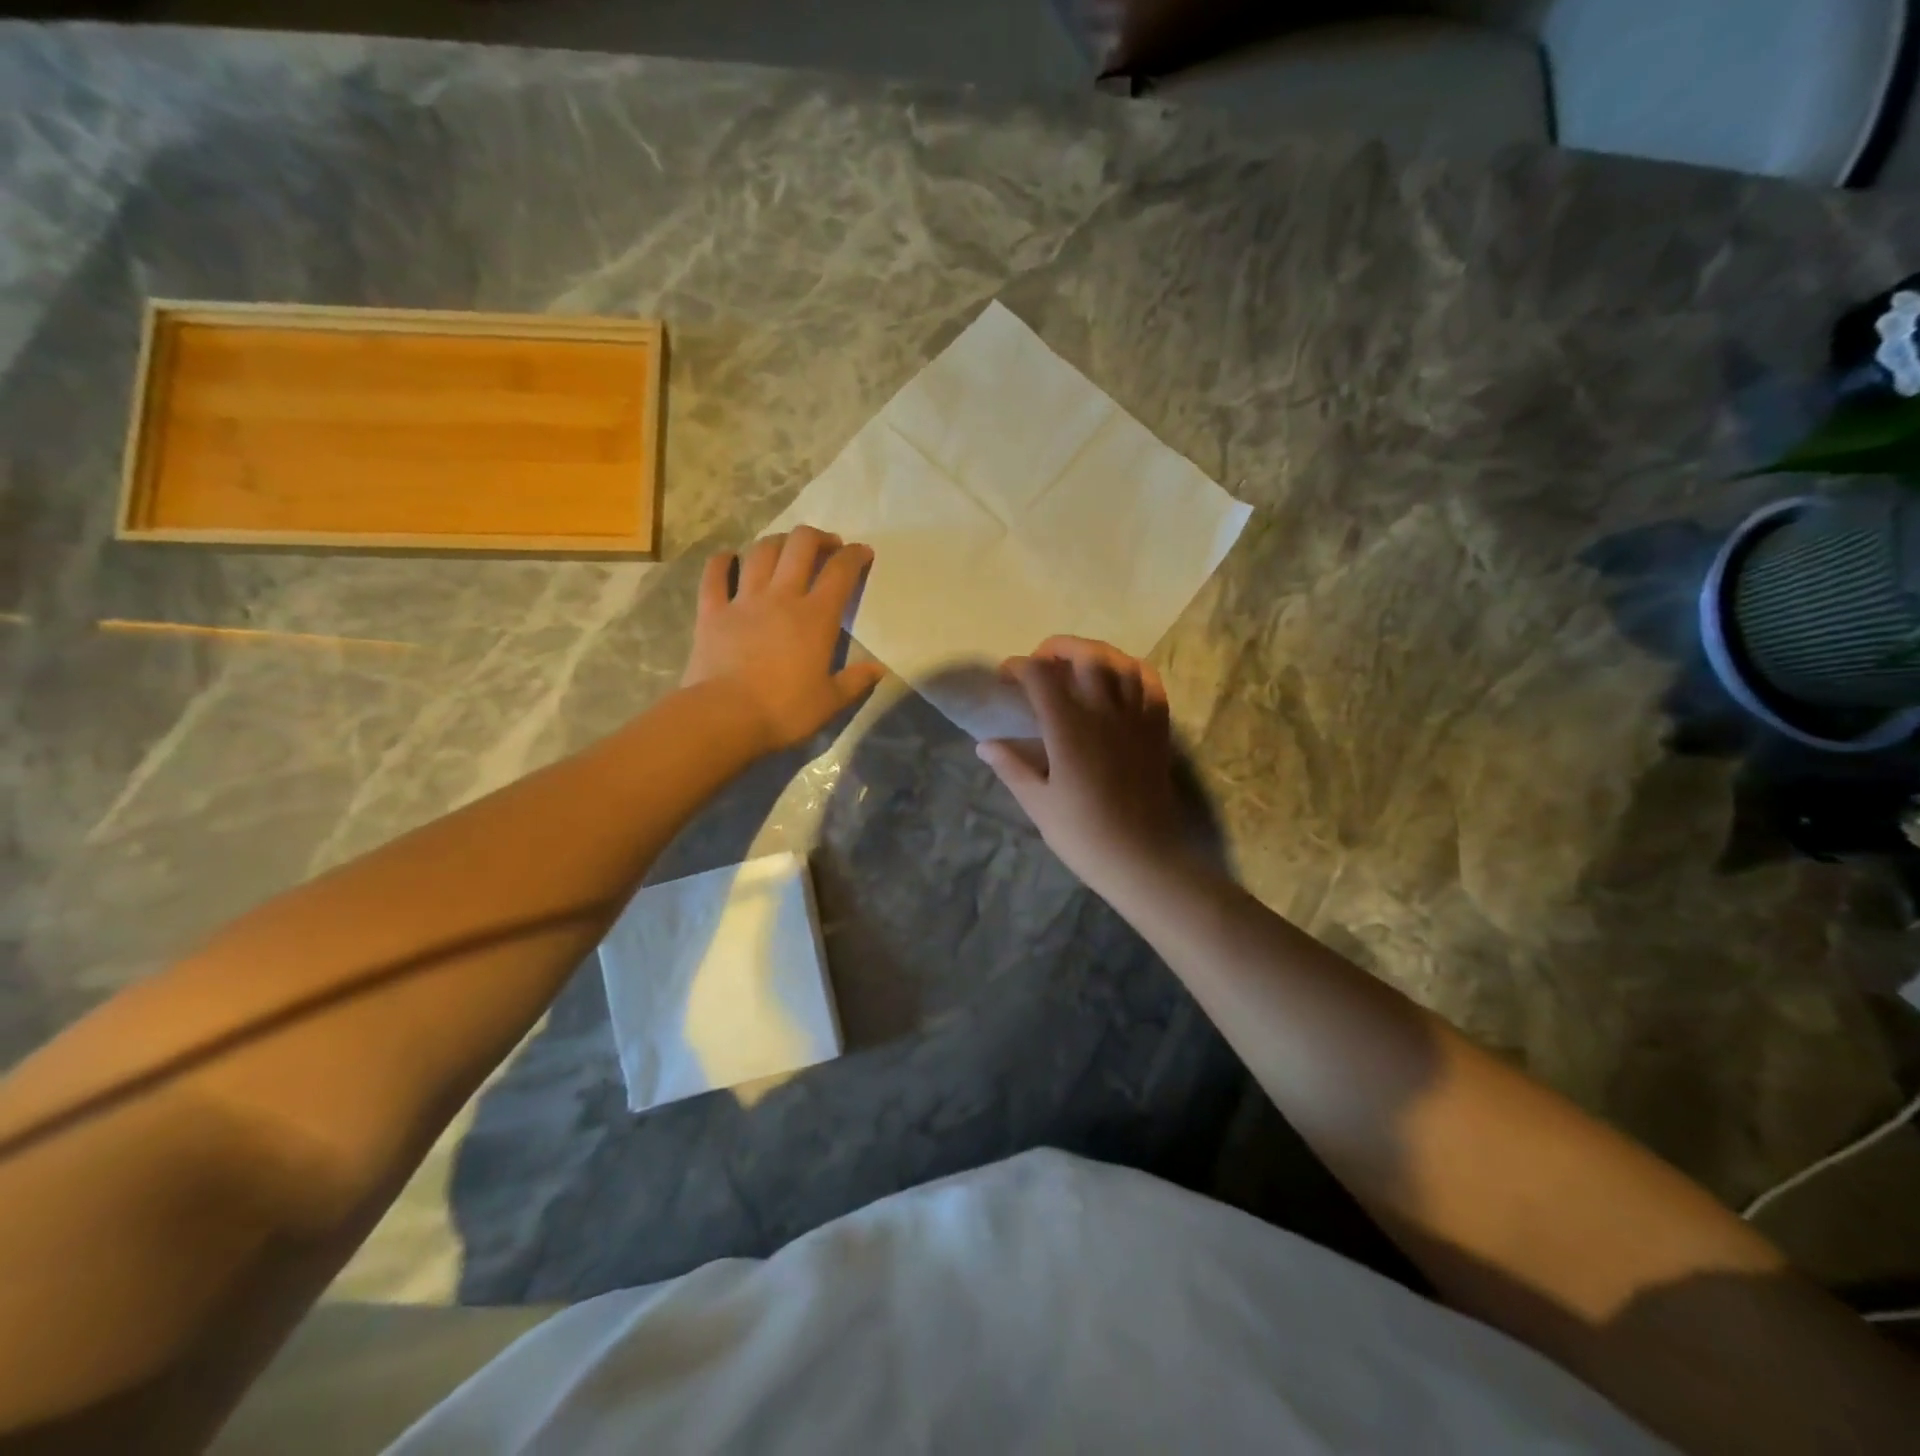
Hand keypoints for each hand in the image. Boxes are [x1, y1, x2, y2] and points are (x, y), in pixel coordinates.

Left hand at [681, 527, 885, 752]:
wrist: (725, 716)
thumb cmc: (785, 710)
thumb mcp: (830, 702)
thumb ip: (856, 681)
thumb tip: (878, 669)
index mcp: (816, 617)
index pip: (841, 572)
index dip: (855, 555)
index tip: (863, 552)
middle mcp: (782, 597)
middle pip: (800, 546)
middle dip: (817, 537)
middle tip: (826, 546)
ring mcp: (743, 600)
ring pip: (761, 552)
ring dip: (776, 542)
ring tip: (785, 548)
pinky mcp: (711, 612)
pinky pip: (714, 575)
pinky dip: (722, 561)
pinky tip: (728, 558)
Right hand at [977, 636, 1188, 898]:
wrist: (1142, 859)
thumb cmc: (1084, 835)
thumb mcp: (1038, 803)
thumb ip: (1011, 768)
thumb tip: (985, 745)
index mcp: (1069, 727)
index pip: (1041, 675)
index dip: (1019, 668)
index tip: (1005, 679)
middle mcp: (1104, 711)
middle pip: (1085, 654)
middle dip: (1057, 648)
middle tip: (1040, 663)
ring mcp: (1136, 717)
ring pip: (1120, 662)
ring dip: (1095, 653)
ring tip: (1077, 665)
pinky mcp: (1157, 729)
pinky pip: (1149, 684)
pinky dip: (1131, 670)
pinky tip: (1119, 679)